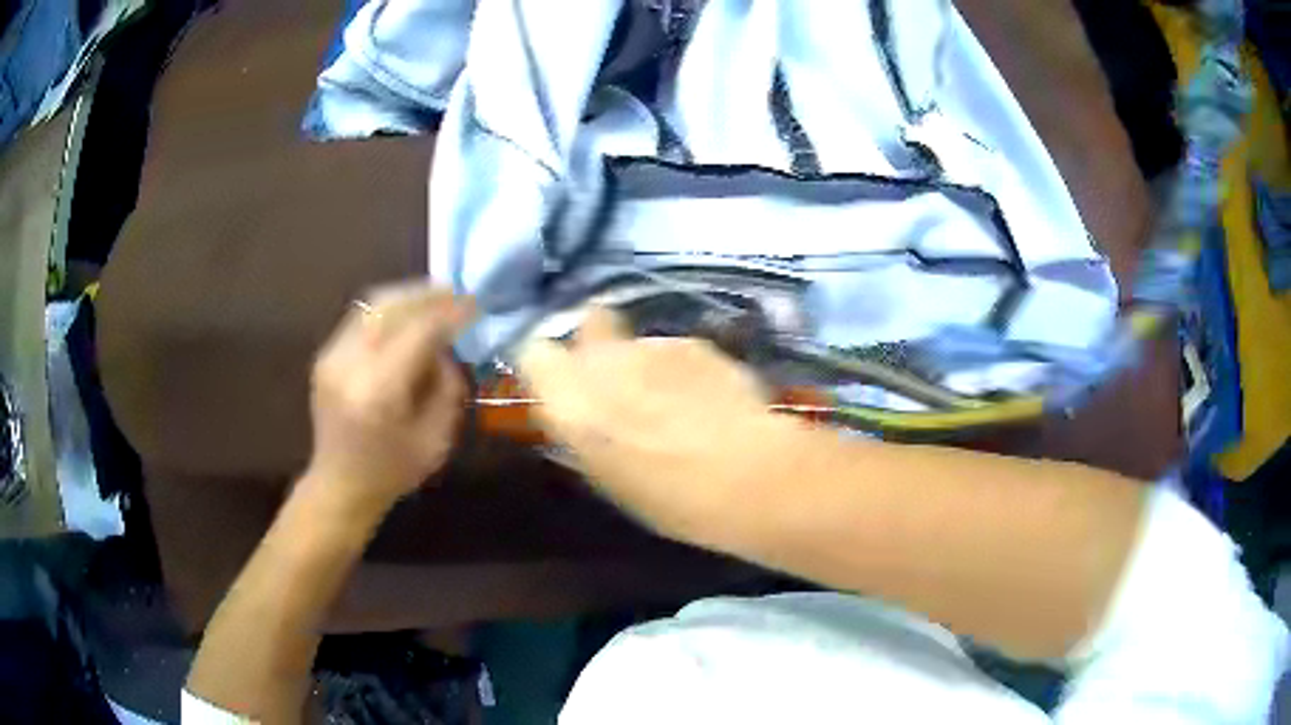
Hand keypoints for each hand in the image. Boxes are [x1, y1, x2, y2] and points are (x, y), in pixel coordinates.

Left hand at [304, 283, 474, 515]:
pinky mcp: (326, 356)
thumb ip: (447, 386)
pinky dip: (388, 310)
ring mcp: (332, 357)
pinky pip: (361, 318)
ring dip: (407, 296)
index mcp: (379, 391)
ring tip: (436, 298)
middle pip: (391, 306)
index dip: (450, 312)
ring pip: (373, 305)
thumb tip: (447, 346)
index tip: (475, 305)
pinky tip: (407, 316)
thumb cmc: (393, 471)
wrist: (339, 485)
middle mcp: (349, 364)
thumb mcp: (437, 439)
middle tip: (457, 293)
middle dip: (428, 295)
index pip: (419, 331)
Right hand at [516, 308, 801, 545]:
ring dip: (645, 361)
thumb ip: (583, 432)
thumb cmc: (671, 499)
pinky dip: (682, 367)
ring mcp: (652, 345)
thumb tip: (578, 413)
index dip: (550, 365)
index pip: (534, 352)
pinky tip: (707, 398)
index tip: (565, 385)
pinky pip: (674, 348)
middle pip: (587, 324)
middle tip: (618, 382)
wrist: (747, 475)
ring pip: (635, 339)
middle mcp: (604, 362)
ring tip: (676, 401)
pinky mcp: (695, 341)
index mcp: (570, 402)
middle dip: (597, 345)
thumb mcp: (607, 477)